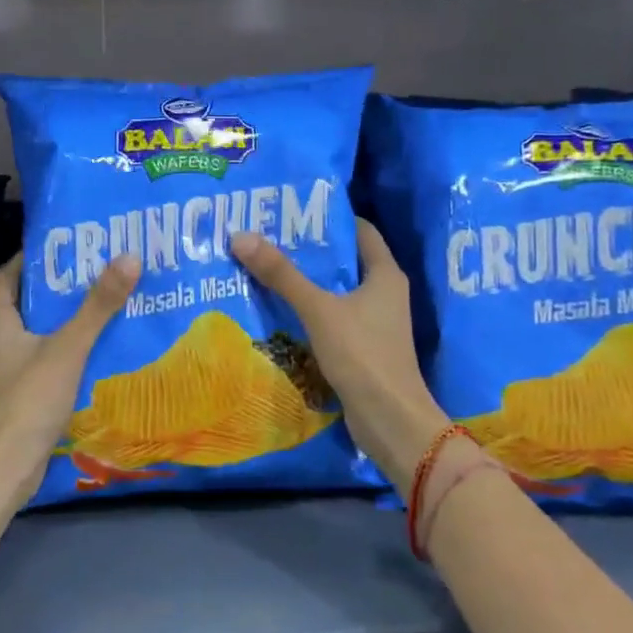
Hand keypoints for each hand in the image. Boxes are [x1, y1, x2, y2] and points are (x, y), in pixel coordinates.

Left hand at [0, 251, 140, 506]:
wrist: (4, 468)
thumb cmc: (28, 399)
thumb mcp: (68, 347)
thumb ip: (98, 305)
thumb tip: (129, 257)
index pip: (9, 275)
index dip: (34, 257)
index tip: (68, 244)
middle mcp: (0, 340)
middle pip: (29, 302)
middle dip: (61, 287)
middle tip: (99, 270)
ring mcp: (10, 369)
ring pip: (42, 333)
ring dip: (69, 319)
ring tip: (107, 303)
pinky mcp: (23, 393)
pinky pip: (49, 359)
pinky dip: (71, 349)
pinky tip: (101, 348)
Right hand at [231, 220, 448, 489]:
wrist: (390, 420)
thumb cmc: (363, 354)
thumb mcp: (319, 310)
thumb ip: (282, 275)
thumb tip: (241, 236)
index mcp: (385, 274)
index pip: (360, 231)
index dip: (329, 219)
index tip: (292, 211)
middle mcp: (384, 292)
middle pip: (344, 260)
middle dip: (309, 250)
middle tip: (268, 237)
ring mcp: (375, 322)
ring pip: (336, 291)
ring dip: (306, 282)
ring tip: (265, 268)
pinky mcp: (362, 347)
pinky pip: (332, 318)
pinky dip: (309, 311)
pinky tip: (279, 310)